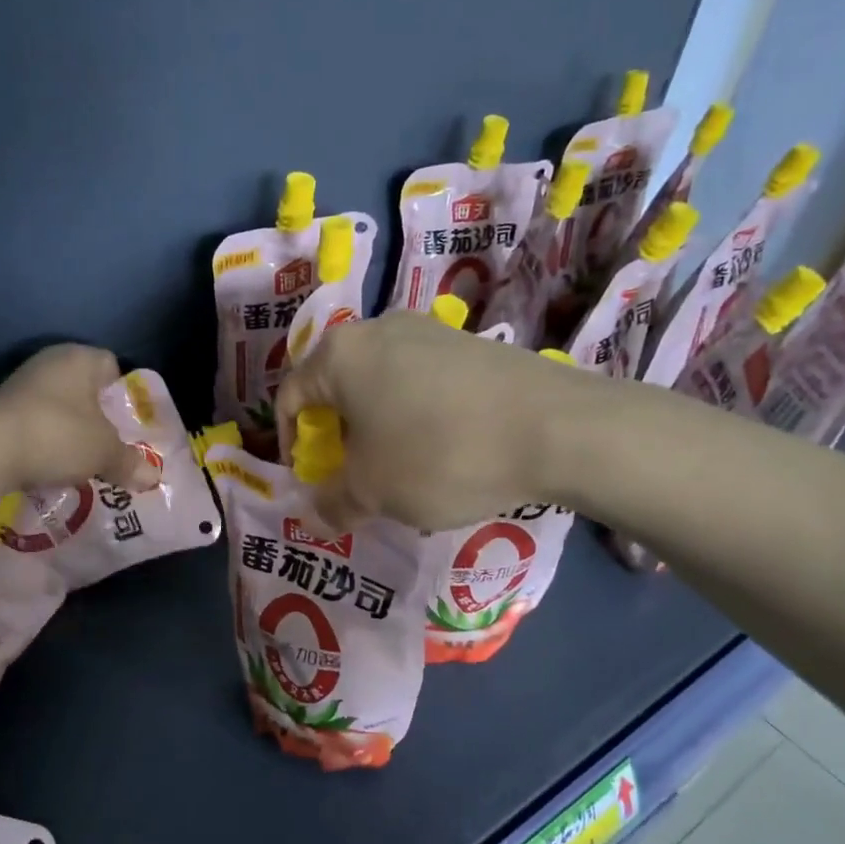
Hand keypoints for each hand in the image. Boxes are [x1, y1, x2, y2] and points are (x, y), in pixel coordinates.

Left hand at [0, 344, 160, 490]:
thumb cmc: (59, 436)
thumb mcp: (105, 452)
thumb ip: (130, 462)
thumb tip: (153, 477)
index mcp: (79, 358)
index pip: (111, 365)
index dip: (122, 393)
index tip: (126, 423)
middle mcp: (49, 362)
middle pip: (83, 387)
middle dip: (96, 415)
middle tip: (109, 445)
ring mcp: (19, 384)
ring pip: (58, 405)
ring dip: (69, 429)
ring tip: (80, 460)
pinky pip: (34, 422)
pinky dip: (44, 440)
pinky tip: (49, 464)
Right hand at [275, 312, 593, 529]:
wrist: (554, 428)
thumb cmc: (438, 456)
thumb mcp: (373, 493)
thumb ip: (332, 503)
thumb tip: (315, 515)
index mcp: (340, 355)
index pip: (291, 396)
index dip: (291, 443)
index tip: (311, 480)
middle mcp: (379, 328)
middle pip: (337, 386)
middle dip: (337, 436)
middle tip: (354, 477)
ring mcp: (430, 330)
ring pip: (381, 384)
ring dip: (377, 428)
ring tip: (400, 469)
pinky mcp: (470, 344)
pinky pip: (421, 381)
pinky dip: (414, 416)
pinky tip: (443, 450)